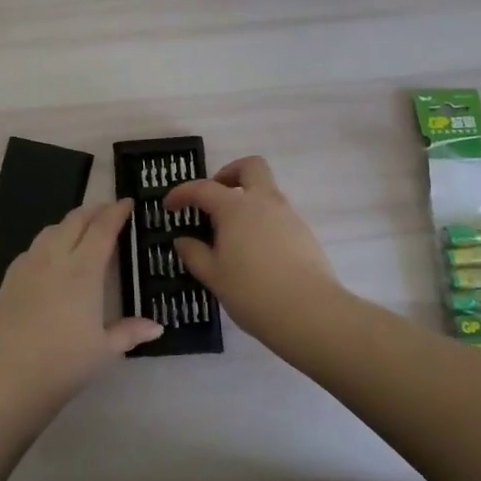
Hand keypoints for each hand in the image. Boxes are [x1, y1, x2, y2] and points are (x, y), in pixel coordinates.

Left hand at [0, 199, 160, 413]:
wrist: (8, 379)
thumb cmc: (64, 364)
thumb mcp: (105, 350)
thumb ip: (130, 332)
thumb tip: (157, 326)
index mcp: (83, 270)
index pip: (102, 229)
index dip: (116, 212)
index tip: (127, 202)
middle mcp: (55, 258)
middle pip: (75, 221)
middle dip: (94, 211)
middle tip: (108, 211)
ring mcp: (28, 266)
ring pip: (51, 230)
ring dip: (70, 223)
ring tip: (82, 230)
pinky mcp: (9, 278)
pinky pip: (33, 247)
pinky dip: (49, 241)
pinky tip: (52, 256)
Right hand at [165, 157, 338, 336]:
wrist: (310, 313)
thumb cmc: (252, 292)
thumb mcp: (214, 276)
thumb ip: (195, 254)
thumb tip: (183, 241)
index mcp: (236, 207)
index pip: (203, 188)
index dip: (182, 193)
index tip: (169, 206)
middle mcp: (264, 202)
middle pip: (250, 167)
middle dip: (229, 173)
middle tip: (214, 198)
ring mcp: (288, 215)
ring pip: (267, 191)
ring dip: (247, 200)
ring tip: (231, 234)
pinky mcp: (304, 233)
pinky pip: (279, 215)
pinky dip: (262, 221)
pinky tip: (255, 251)